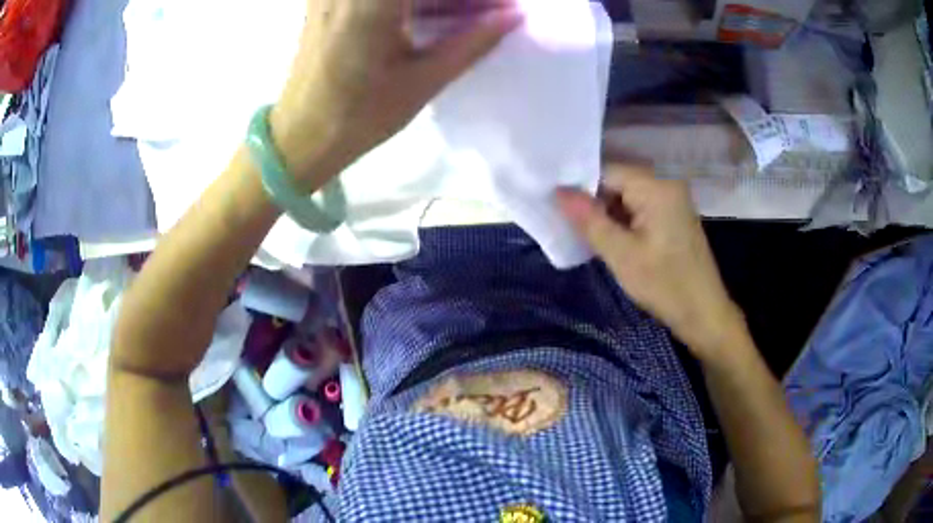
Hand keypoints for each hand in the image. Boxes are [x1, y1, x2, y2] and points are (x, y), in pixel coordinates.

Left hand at [270, 0, 522, 188]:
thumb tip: (514, 15)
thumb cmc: (359, 115)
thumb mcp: (424, 80)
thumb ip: (473, 41)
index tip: (491, 8)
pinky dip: (414, 2)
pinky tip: (436, 11)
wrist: (299, 136)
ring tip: (468, 13)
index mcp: (372, 1)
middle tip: (483, 10)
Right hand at [557, 165, 746, 360]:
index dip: (580, 187)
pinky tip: (611, 239)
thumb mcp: (621, 254)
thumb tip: (558, 191)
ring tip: (588, 235)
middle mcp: (666, 183)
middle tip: (572, 226)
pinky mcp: (673, 215)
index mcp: (656, 186)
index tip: (558, 208)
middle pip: (617, 181)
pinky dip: (623, 220)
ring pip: (627, 195)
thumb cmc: (665, 284)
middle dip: (594, 201)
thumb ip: (589, 220)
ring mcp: (672, 199)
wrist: (703, 313)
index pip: (607, 171)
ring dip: (607, 213)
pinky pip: (639, 207)